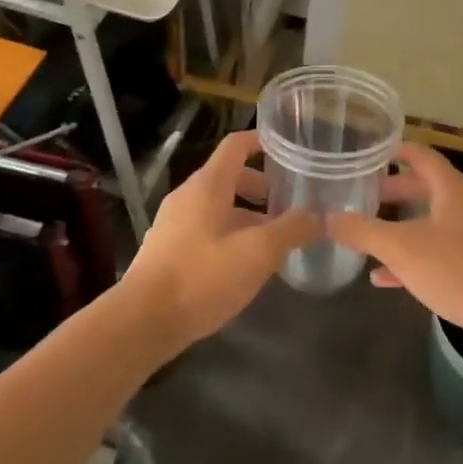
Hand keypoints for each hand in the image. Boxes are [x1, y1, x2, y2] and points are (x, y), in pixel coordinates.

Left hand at [122, 130, 314, 353]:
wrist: (142, 323)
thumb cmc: (202, 276)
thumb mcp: (258, 253)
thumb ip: (291, 229)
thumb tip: (320, 215)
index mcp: (208, 184)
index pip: (237, 145)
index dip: (262, 140)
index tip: (288, 148)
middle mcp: (188, 196)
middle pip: (229, 177)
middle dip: (261, 187)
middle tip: (290, 203)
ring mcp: (173, 223)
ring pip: (217, 206)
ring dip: (246, 215)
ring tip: (273, 239)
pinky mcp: (166, 251)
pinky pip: (204, 229)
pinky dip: (228, 234)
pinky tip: (243, 265)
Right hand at [326, 143, 462, 368]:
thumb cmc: (460, 271)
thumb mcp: (402, 249)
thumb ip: (363, 232)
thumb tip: (326, 218)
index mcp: (452, 190)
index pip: (422, 155)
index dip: (396, 150)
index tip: (369, 152)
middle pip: (426, 188)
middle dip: (395, 191)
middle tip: (364, 194)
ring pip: (431, 223)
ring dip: (402, 226)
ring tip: (369, 234)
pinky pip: (439, 255)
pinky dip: (413, 259)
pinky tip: (386, 278)